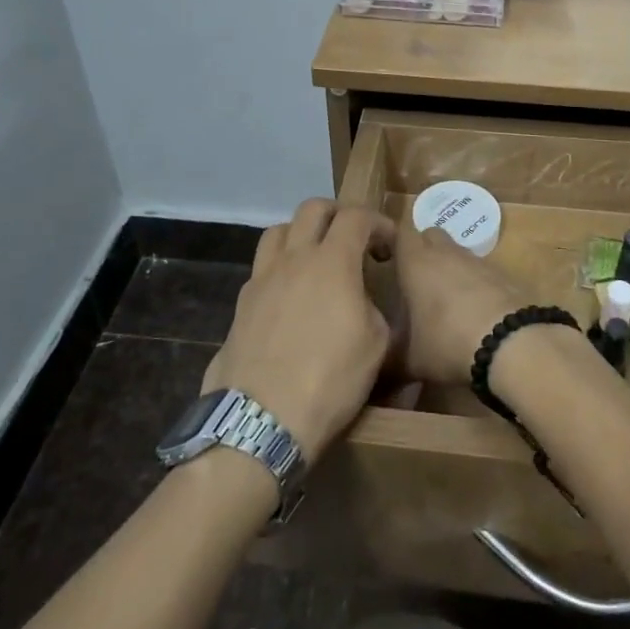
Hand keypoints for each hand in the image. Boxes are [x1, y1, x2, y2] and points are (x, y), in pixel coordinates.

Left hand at [203, 200, 394, 463]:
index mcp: (332, 262)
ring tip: (315, 258)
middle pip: (312, 209)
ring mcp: (261, 278)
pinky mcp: (241, 303)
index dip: (377, 222)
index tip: (389, 245)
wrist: (262, 419)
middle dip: (338, 214)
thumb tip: (361, 301)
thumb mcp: (376, 345)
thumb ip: (373, 309)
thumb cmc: (330, 380)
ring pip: (278, 230)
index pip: (356, 217)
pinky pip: (261, 267)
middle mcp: (293, 258)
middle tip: (352, 240)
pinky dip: (280, 267)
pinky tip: (289, 296)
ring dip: (301, 234)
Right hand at [392, 226, 529, 386]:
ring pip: (457, 252)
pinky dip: (475, 284)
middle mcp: (446, 253)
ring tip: (445, 300)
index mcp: (416, 262)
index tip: (387, 259)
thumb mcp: (410, 361)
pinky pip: (481, 271)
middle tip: (415, 279)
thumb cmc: (447, 342)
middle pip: (431, 235)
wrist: (510, 343)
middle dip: (423, 250)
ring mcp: (477, 261)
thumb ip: (389, 360)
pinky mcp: (502, 274)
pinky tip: (474, 311)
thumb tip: (376, 370)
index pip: (401, 232)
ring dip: (450, 267)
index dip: (394, 241)